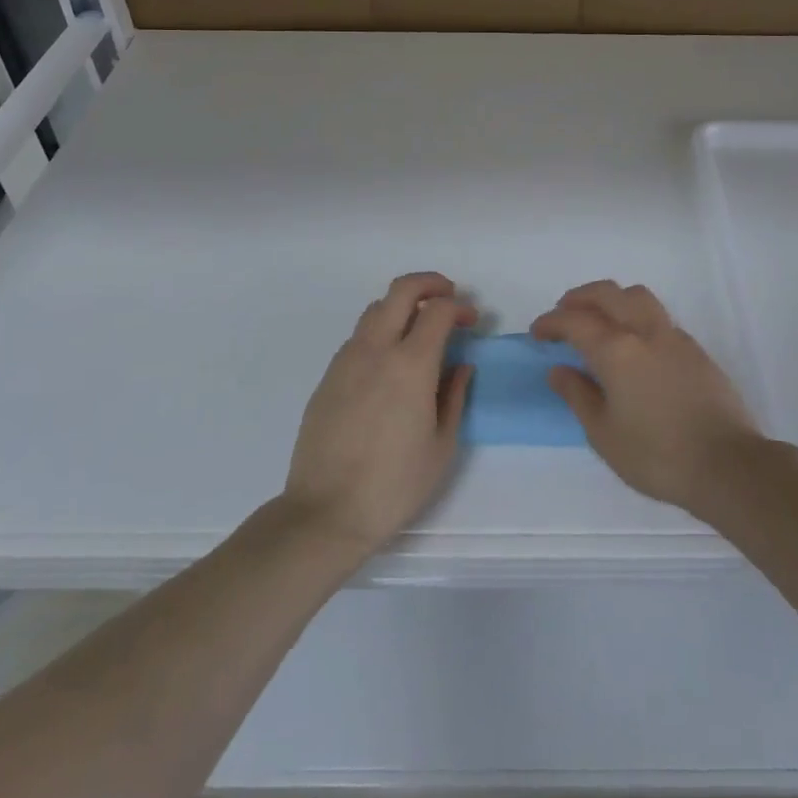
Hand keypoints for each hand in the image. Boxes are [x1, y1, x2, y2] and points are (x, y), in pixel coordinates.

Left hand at [283, 273, 473, 555]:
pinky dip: (380, 332)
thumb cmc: (394, 485)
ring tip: (418, 330)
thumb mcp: (441, 446)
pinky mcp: (328, 376)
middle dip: (430, 284)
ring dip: (402, 306)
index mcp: (411, 364)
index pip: (438, 310)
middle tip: (448, 297)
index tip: (471, 321)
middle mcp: (377, 349)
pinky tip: (388, 362)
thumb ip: (455, 397)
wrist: (325, 513)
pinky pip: (358, 336)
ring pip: (376, 309)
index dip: (459, 307)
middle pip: (402, 289)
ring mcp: (347, 359)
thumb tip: (461, 365)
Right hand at [532, 281, 764, 517]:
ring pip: (637, 296)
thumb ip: (578, 396)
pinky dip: (635, 316)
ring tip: (598, 318)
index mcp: (616, 350)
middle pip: (607, 294)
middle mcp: (644, 331)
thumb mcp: (604, 434)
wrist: (727, 465)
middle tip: (563, 313)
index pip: (575, 321)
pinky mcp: (695, 349)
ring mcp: (673, 336)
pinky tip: (633, 343)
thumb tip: (558, 370)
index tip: (537, 332)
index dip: (551, 322)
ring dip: (611, 298)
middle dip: (579, 297)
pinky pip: (658, 316)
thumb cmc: (657, 455)